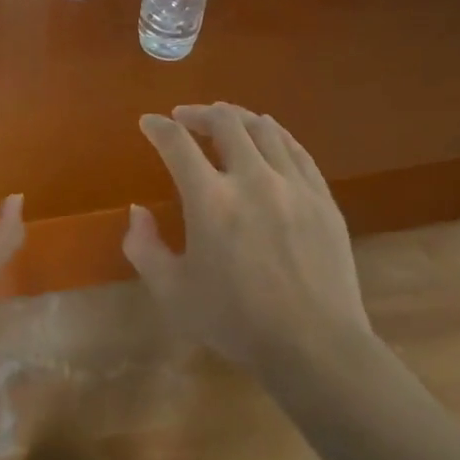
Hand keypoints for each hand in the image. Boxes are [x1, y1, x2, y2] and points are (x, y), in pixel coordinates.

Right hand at [123, 103, 368, 373]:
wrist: (315, 346)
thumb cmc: (236, 322)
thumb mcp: (173, 293)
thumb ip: (144, 248)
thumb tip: (137, 211)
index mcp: (210, 200)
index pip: (177, 143)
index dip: (157, 127)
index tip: (148, 123)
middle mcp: (252, 179)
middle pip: (224, 122)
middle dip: (198, 113)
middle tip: (185, 118)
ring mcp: (293, 185)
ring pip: (264, 129)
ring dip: (237, 118)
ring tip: (224, 121)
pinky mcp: (322, 197)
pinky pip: (297, 149)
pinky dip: (275, 134)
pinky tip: (268, 136)